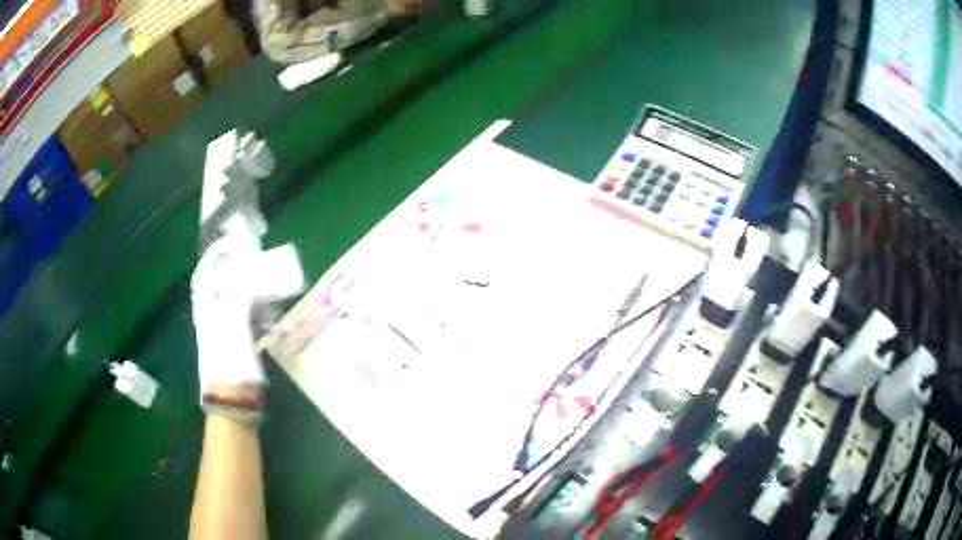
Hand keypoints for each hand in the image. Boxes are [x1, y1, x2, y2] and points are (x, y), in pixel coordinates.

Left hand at [192, 233, 265, 405]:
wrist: (234, 401)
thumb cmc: (230, 361)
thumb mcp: (234, 323)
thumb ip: (240, 293)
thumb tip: (247, 271)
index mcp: (206, 310)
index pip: (204, 274)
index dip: (213, 256)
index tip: (229, 241)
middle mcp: (212, 318)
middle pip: (219, 285)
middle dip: (233, 269)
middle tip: (252, 258)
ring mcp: (224, 332)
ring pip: (234, 302)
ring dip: (247, 289)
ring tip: (264, 281)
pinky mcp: (236, 346)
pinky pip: (246, 320)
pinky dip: (256, 311)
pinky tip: (269, 312)